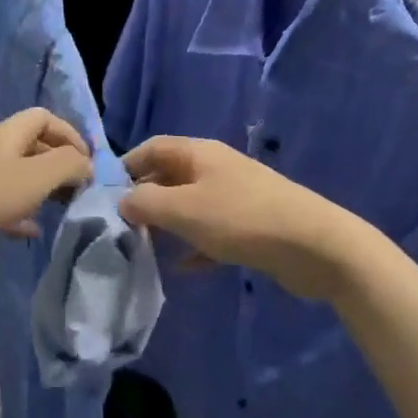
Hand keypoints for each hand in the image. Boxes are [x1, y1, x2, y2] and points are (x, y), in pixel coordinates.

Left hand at [0, 109, 93, 277]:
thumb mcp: (34, 177)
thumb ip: (67, 167)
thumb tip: (88, 164)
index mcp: (8, 134)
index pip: (44, 117)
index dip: (69, 134)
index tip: (88, 164)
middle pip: (32, 147)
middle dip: (58, 165)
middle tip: (79, 191)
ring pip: (17, 177)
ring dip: (41, 191)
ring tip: (62, 210)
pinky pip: (0, 204)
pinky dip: (19, 214)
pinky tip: (31, 231)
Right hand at [120, 137, 365, 302]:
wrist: (315, 246)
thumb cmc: (242, 219)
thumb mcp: (184, 209)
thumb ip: (146, 203)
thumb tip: (122, 201)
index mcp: (199, 154)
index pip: (152, 148)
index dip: (125, 167)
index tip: (102, 196)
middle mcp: (215, 169)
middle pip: (169, 177)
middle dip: (143, 200)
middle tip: (118, 228)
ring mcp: (234, 198)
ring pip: (188, 207)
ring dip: (166, 225)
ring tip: (140, 249)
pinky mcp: (249, 227)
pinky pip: (210, 233)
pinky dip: (194, 247)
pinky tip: (181, 269)